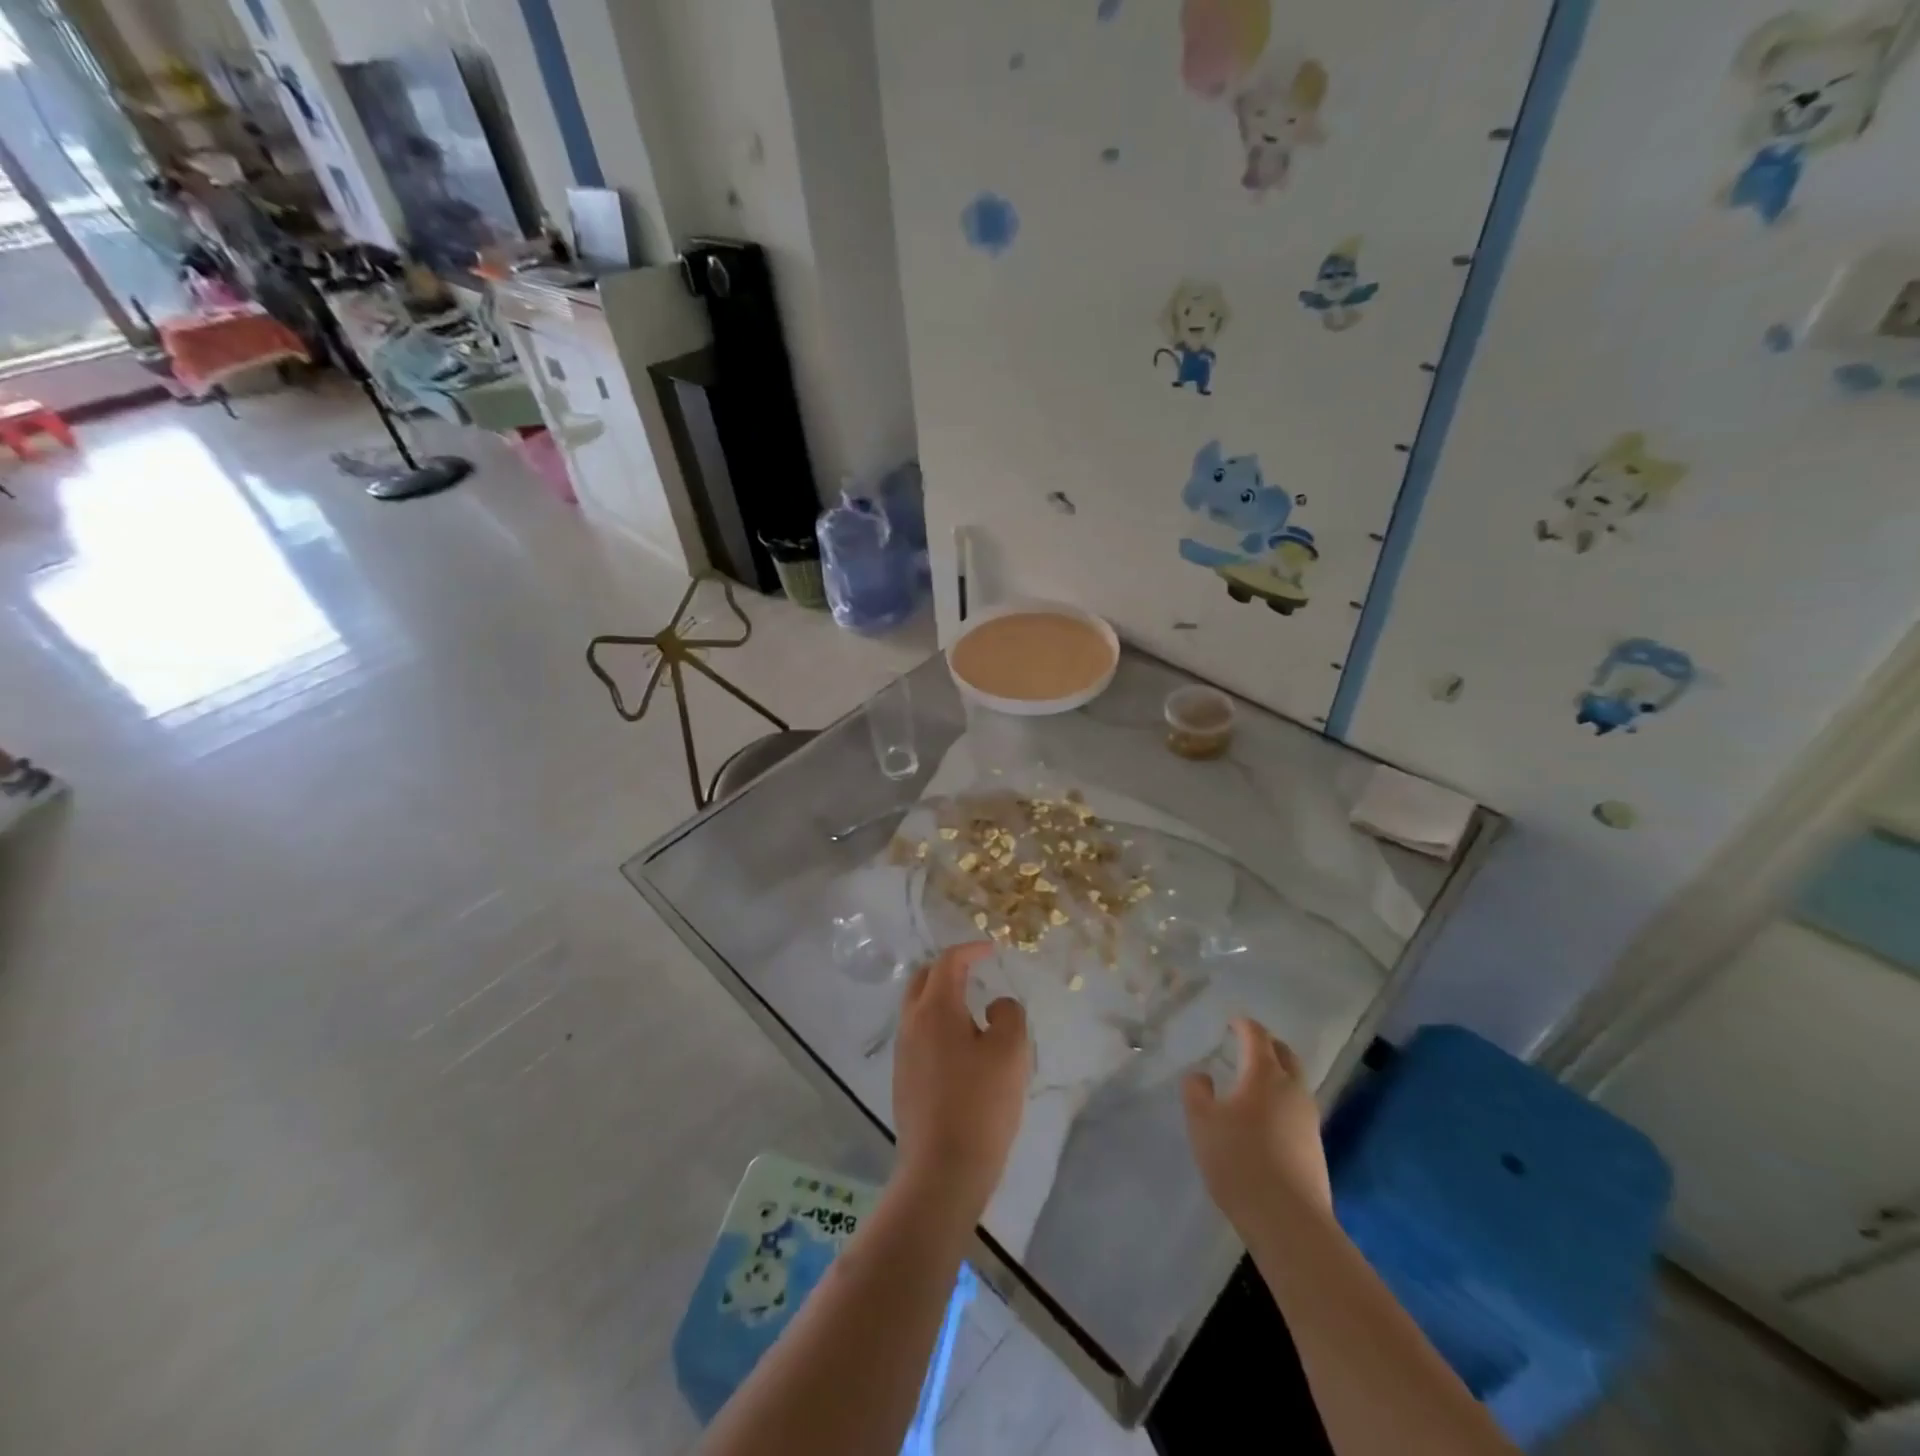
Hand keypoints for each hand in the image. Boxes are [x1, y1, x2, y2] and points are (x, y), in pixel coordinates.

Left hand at [893, 943, 1029, 1217]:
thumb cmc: (980, 1104)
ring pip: (918, 1008)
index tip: (991, 949)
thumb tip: (995, 1006)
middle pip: (923, 979)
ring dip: (941, 998)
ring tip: (972, 1008)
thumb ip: (1008, 1014)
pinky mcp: (903, 1079)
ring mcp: (903, 1053)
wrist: (942, 1170)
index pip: (948, 962)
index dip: (971, 950)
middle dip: (948, 968)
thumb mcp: (1010, 1052)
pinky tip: (961, 1047)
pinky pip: (918, 1035)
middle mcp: (911, 1023)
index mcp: (935, 1009)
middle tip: (975, 971)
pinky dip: (937, 1024)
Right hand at [1182, 1019, 1331, 1231]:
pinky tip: (1265, 1119)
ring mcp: (1309, 1119)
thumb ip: (1196, 1091)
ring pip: (1295, 1082)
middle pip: (1285, 1055)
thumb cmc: (1239, 1160)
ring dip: (1277, 1074)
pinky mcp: (1315, 1147)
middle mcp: (1292, 1089)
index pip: (1257, 1036)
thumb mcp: (1202, 1122)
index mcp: (1264, 1074)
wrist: (1288, 1220)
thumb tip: (1202, 1075)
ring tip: (1253, 1082)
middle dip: (1267, 1045)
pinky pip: (1297, 1109)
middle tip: (1247, 1046)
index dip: (1244, 1025)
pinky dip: (1281, 1101)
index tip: (1233, 1022)